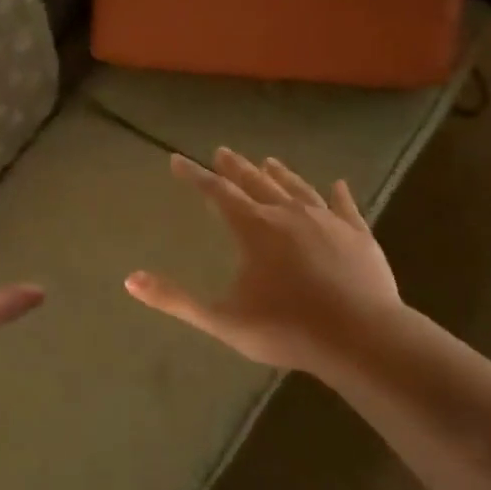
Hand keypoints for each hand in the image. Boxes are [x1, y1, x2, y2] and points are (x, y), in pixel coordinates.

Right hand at [126, 149, 402, 378]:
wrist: (360, 338)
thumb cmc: (286, 328)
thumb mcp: (221, 320)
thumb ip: (175, 299)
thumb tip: (130, 280)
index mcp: (254, 229)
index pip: (217, 193)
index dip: (194, 176)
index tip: (177, 160)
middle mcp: (288, 214)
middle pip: (256, 183)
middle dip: (236, 167)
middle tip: (222, 151)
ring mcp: (327, 222)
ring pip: (298, 189)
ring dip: (280, 174)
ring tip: (268, 161)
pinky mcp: (359, 235)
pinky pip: (345, 207)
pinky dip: (338, 194)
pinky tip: (338, 184)